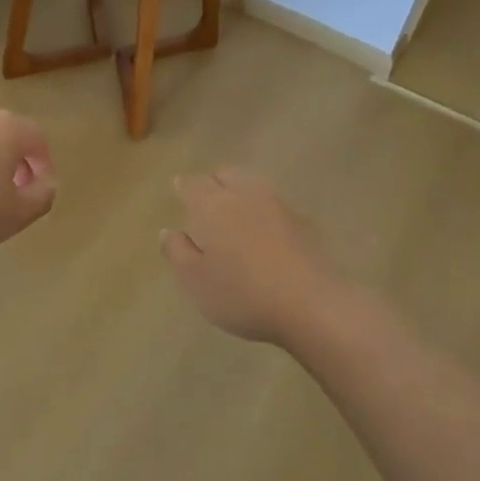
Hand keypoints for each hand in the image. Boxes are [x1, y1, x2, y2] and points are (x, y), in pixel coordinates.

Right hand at [161, 169, 338, 343]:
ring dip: (239, 190)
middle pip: (225, 175)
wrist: (311, 304)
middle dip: (212, 181)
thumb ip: (177, 252)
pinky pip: (274, 205)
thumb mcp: (196, 281)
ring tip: (233, 209)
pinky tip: (263, 229)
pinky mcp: (303, 222)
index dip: (183, 187)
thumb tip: (168, 231)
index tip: (177, 188)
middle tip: (204, 196)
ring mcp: (278, 206)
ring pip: (252, 185)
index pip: (192, 185)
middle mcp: (244, 196)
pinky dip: (262, 209)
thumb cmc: (242, 294)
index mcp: (212, 206)